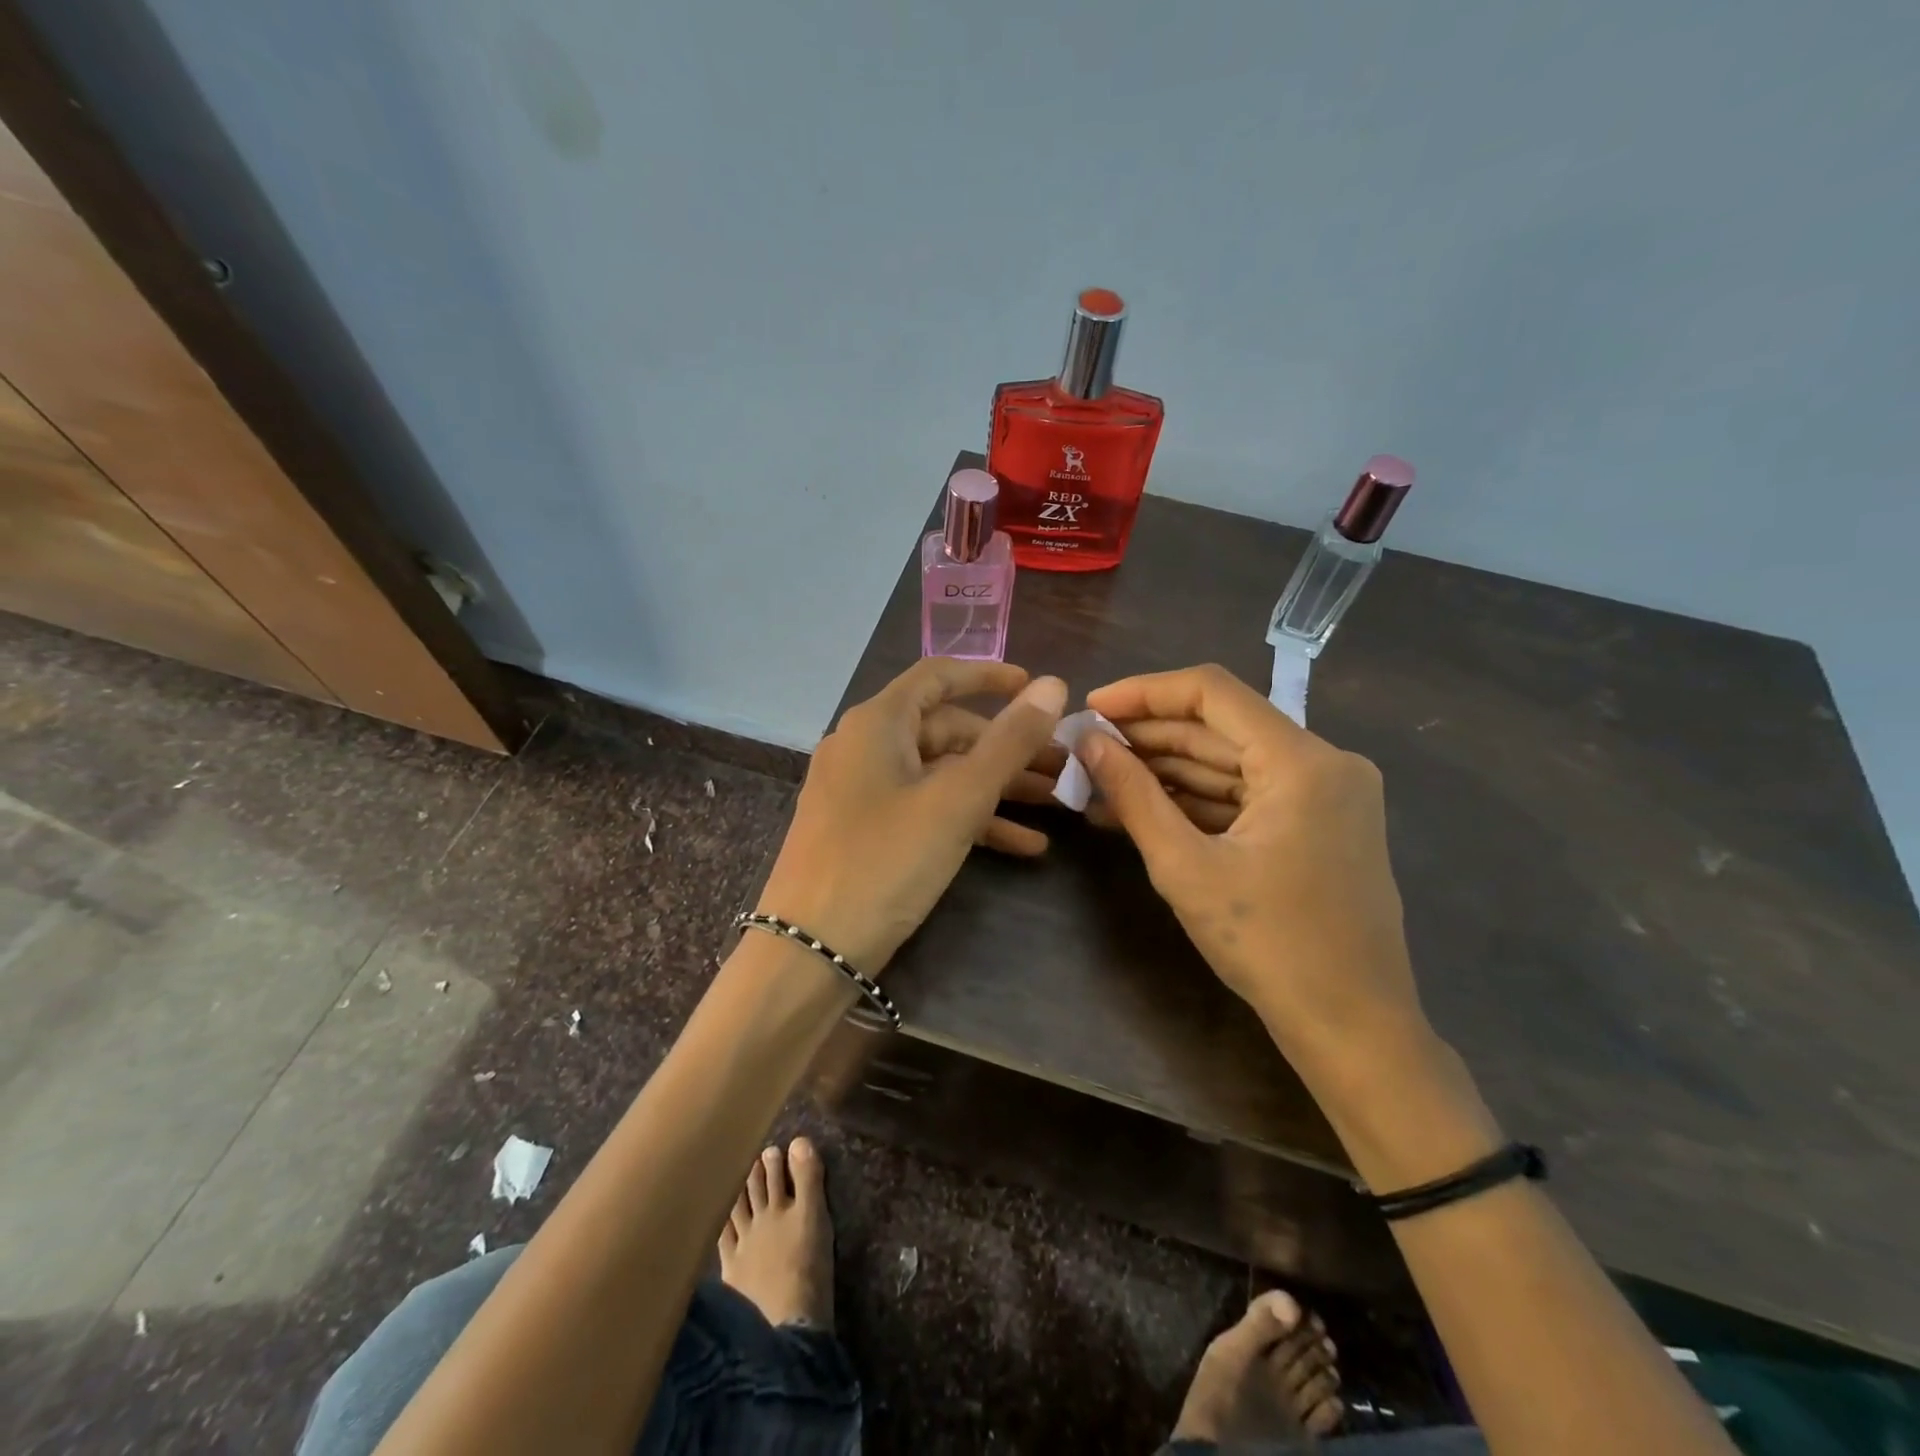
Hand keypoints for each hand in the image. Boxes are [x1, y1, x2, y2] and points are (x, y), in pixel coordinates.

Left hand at [758, 659, 1067, 972]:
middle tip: (1062, 766)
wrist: (810, 951)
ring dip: (997, 787)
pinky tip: (1024, 846)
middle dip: (1008, 748)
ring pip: (941, 774)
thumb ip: (1009, 741)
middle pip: (947, 730)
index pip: (938, 676)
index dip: (990, 676)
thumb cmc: (885, 861)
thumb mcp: (957, 800)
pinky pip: (925, 810)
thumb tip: (1054, 684)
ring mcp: (862, 791)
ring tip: (1055, 804)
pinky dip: (970, 820)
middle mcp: (865, 746)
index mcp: (878, 723)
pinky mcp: (866, 831)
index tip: (1038, 689)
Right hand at [1079, 664, 1424, 1072]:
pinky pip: (1247, 794)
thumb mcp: (1185, 867)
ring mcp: (1327, 794)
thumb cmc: (1269, 946)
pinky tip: (1142, 810)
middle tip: (1086, 750)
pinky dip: (1197, 800)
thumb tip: (1086, 742)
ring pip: (1230, 761)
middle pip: (1220, 727)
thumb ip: (1133, 795)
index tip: (1091, 709)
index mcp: (1301, 761)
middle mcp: (1324, 761)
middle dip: (1148, 737)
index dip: (1144, 693)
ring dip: (1167, 771)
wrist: (1353, 1027)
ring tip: (1099, 783)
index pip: (1212, 692)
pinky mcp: (1320, 823)